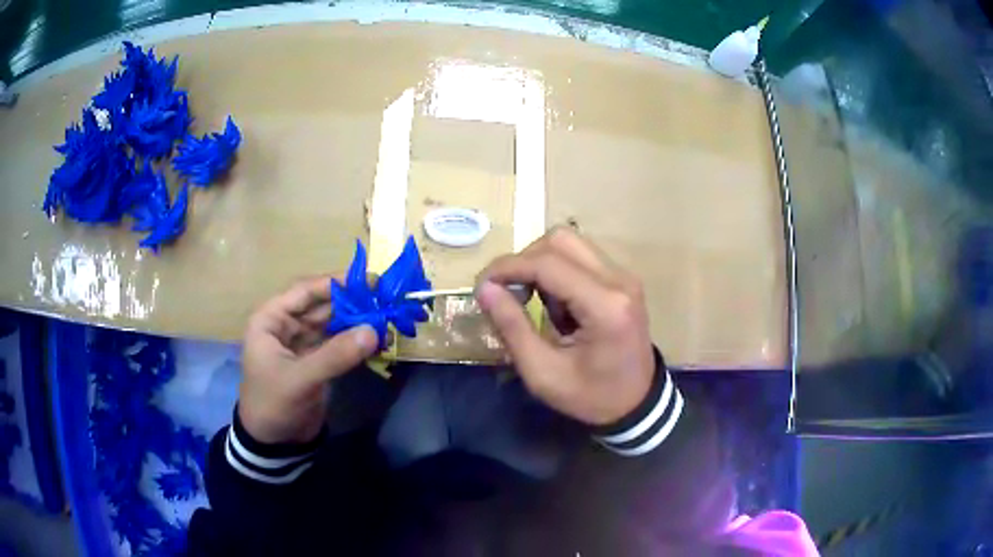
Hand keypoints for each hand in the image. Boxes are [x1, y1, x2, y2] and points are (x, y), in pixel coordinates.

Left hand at [239, 276, 378, 443]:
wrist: (273, 443)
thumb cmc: (273, 404)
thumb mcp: (300, 379)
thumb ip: (334, 355)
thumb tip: (374, 331)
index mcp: (271, 320)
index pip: (304, 291)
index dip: (334, 283)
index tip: (368, 280)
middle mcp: (286, 325)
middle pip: (321, 305)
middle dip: (351, 302)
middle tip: (385, 298)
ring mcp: (302, 344)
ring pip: (332, 324)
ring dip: (356, 320)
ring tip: (386, 315)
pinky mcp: (316, 361)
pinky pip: (337, 343)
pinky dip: (355, 341)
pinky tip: (377, 338)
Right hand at [476, 228, 654, 425]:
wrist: (637, 403)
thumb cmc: (591, 396)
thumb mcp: (543, 373)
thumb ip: (512, 327)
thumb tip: (484, 288)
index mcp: (604, 306)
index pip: (547, 263)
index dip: (507, 267)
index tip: (481, 286)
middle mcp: (619, 280)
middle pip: (560, 240)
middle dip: (524, 261)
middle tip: (507, 293)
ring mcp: (624, 276)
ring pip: (570, 243)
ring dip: (541, 265)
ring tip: (531, 301)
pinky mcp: (622, 279)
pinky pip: (580, 258)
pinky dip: (557, 272)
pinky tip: (555, 305)